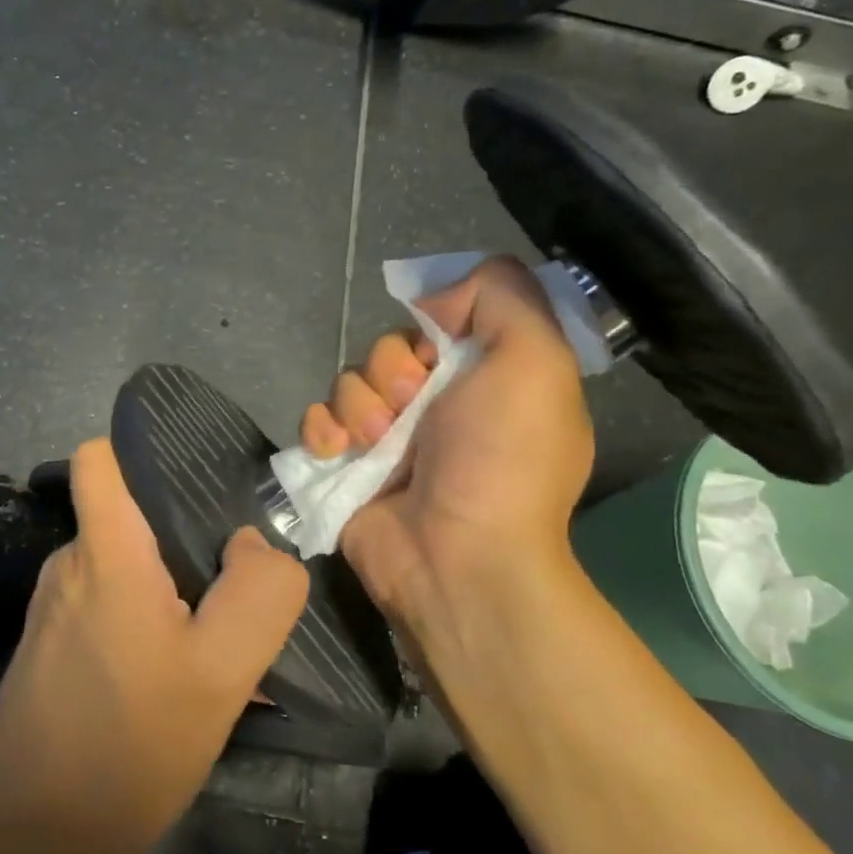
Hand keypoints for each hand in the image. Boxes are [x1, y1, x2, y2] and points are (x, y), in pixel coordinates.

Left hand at [0, 438, 308, 853]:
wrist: (32, 835)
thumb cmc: (129, 743)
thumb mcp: (221, 671)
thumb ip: (256, 592)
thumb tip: (253, 542)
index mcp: (103, 551)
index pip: (99, 459)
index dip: (142, 452)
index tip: (198, 483)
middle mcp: (70, 565)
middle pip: (128, 514)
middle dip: (184, 533)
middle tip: (237, 574)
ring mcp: (56, 608)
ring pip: (124, 565)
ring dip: (171, 586)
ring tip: (217, 631)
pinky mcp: (54, 647)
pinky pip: (110, 607)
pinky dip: (147, 620)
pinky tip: (179, 672)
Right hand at [299, 257, 592, 624]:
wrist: (456, 557)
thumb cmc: (502, 458)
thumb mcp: (536, 361)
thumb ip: (504, 297)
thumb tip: (438, 297)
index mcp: (485, 379)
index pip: (439, 322)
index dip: (432, 327)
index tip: (441, 352)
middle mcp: (437, 405)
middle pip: (387, 349)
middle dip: (392, 372)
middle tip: (411, 408)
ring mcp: (387, 438)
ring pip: (348, 382)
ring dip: (358, 406)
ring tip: (376, 443)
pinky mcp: (346, 465)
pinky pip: (316, 420)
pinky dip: (322, 431)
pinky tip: (339, 453)